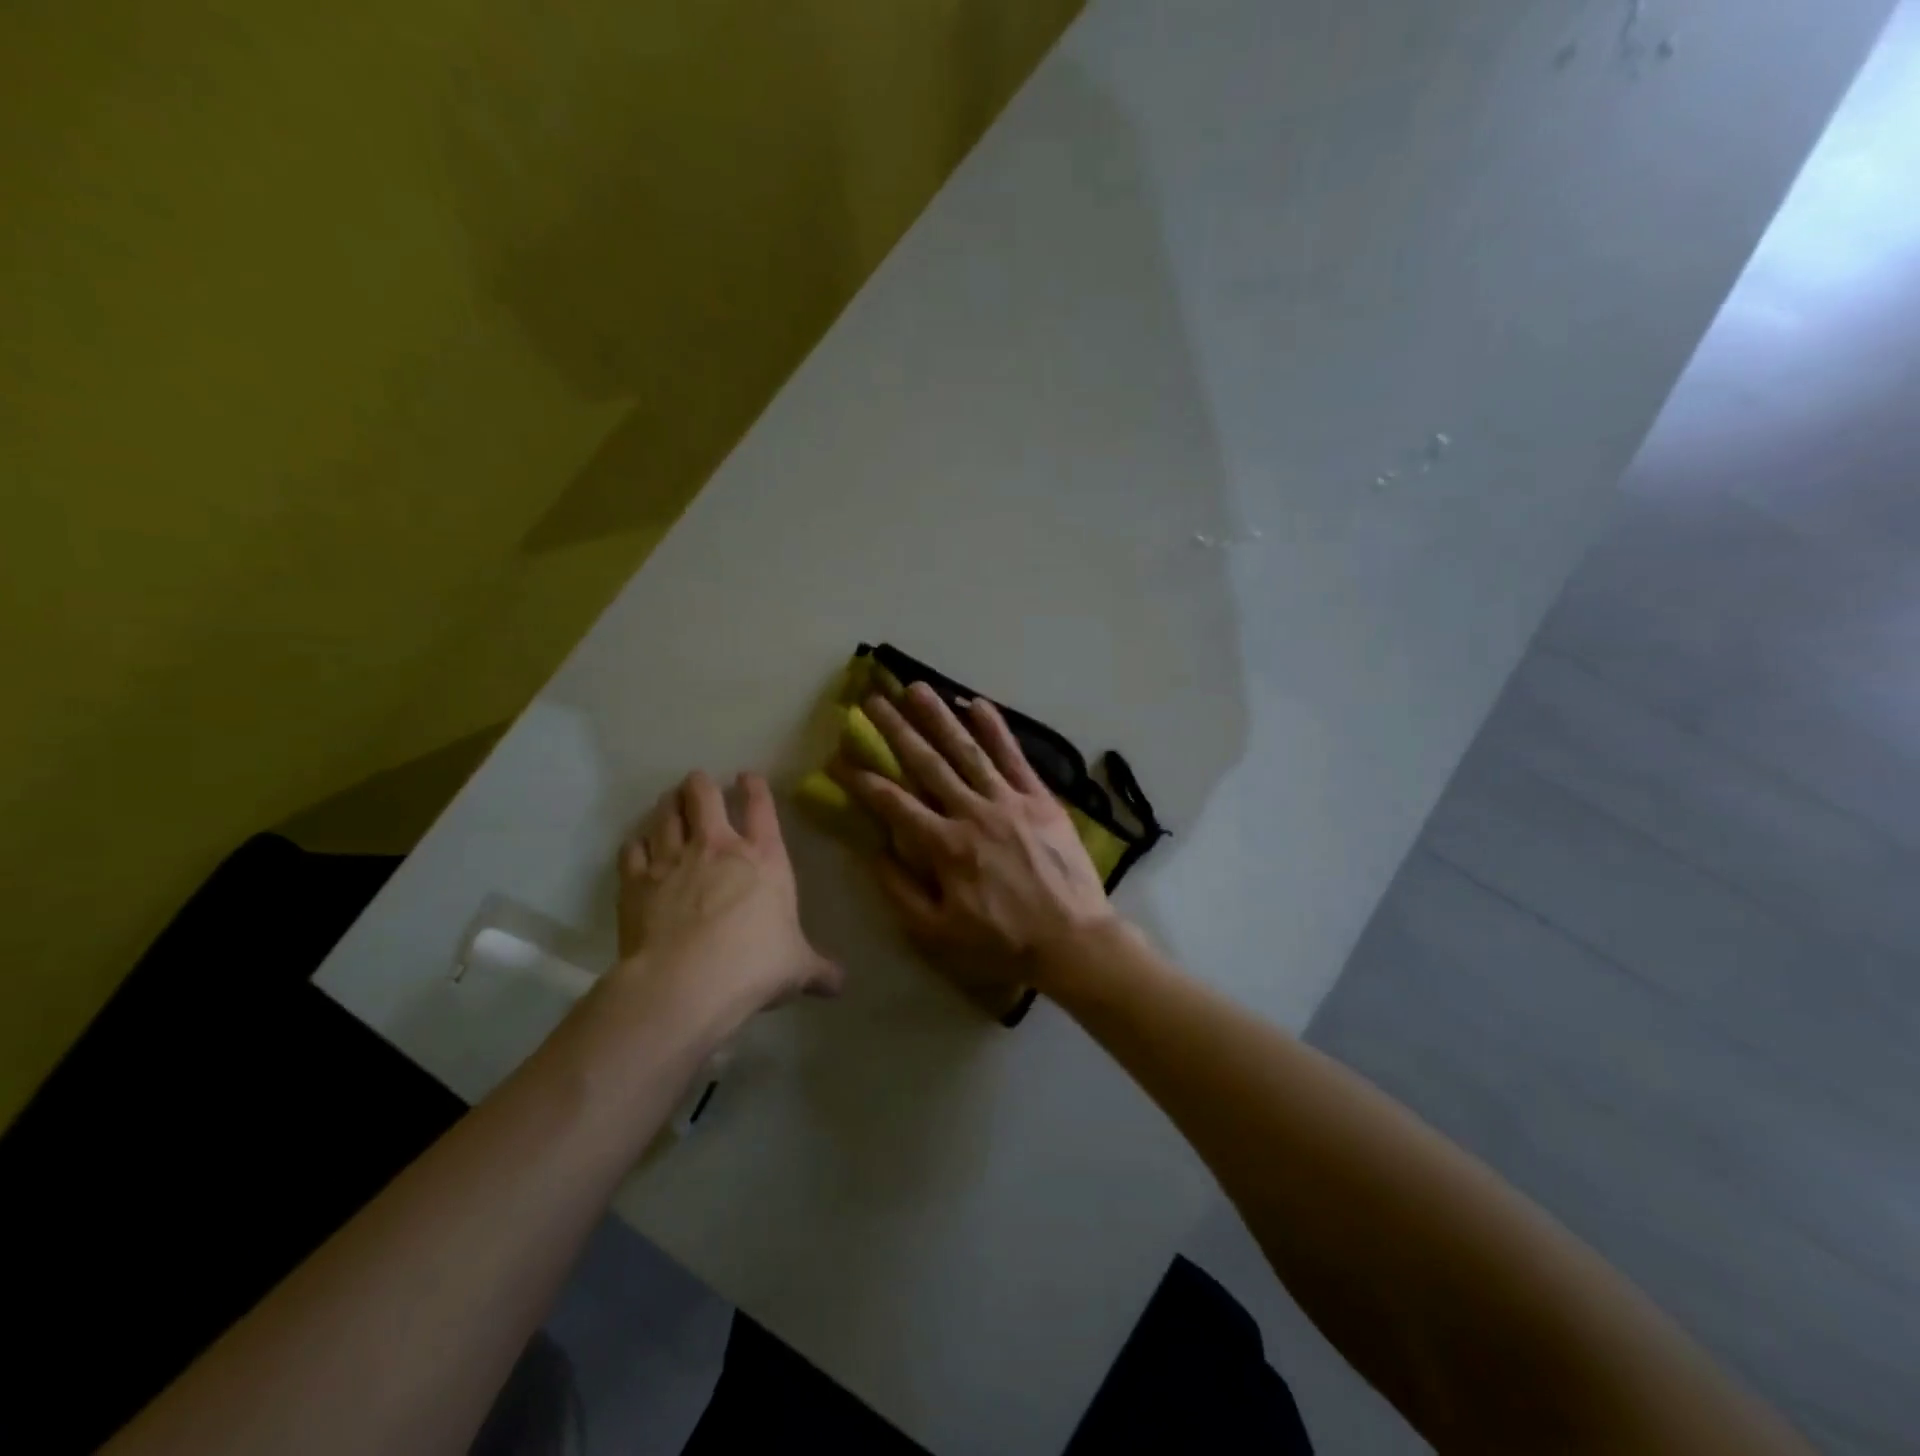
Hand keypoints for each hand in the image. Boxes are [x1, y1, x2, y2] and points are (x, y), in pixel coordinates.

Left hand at [611, 771, 841, 1033]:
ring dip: (669, 805)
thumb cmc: (754, 966)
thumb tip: (841, 983)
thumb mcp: (797, 968)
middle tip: (697, 781)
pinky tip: (637, 845)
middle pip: (705, 797)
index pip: (762, 808)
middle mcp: (717, 847)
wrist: (685, 982)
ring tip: (669, 799)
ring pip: (667, 816)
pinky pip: (633, 851)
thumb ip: (819, 970)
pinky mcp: (637, 882)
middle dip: (700, 785)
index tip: (748, 776)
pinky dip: (636, 845)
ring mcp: (673, 861)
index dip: (755, 787)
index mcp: (764, 858)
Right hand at [832, 683, 1118, 1008]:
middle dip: (895, 730)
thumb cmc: (1003, 944)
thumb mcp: (938, 934)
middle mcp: (972, 812)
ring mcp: (1009, 801)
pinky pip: (1014, 757)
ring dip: (939, 717)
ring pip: (967, 750)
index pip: (892, 803)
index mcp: (944, 846)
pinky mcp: (1040, 799)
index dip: (861, 779)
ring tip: (916, 688)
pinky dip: (996, 730)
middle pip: (926, 763)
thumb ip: (901, 891)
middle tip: (871, 700)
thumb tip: (873, 851)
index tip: (838, 757)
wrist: (1074, 941)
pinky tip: (978, 704)